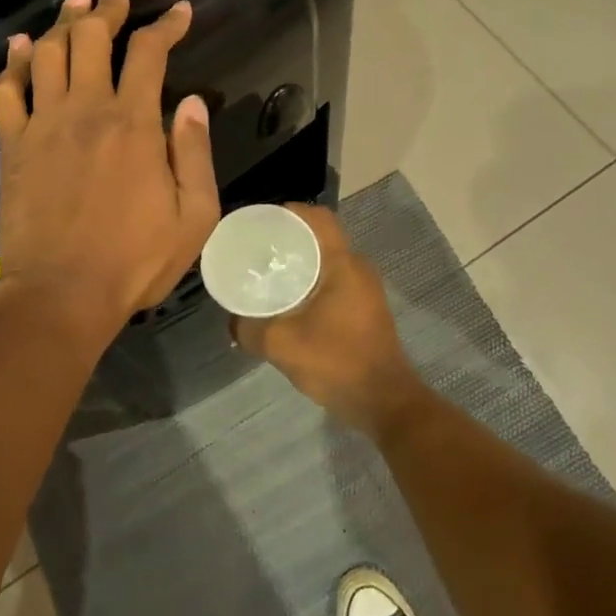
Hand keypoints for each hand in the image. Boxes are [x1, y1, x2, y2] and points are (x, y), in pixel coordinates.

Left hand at [0, 0, 218, 345]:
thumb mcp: (193, 216)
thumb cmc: (134, 260)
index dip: (166, 25)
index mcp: (134, 124)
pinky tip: (21, 46)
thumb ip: (195, 154)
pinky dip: (14, 62)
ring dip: (63, 22)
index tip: (179, 11)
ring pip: (49, 53)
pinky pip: (7, 90)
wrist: (61, 294)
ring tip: (75, 2)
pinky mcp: (13, 145)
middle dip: (106, 6)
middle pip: (92, 38)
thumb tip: (192, 104)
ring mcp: (43, 124)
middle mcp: (86, 110)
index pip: (150, 53)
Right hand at [231, 204, 424, 436]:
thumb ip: (250, 329)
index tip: (261, 222)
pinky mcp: (365, 308)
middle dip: (288, 238)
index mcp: (343, 264)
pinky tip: (289, 301)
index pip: (318, 218)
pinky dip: (311, 281)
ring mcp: (365, 289)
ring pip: (328, 260)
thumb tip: (231, 322)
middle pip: (321, 237)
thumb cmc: (337, 363)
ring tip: (267, 273)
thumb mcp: (282, 345)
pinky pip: (334, 280)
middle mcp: (358, 268)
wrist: (384, 403)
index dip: (289, 212)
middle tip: (257, 249)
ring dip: (300, 262)